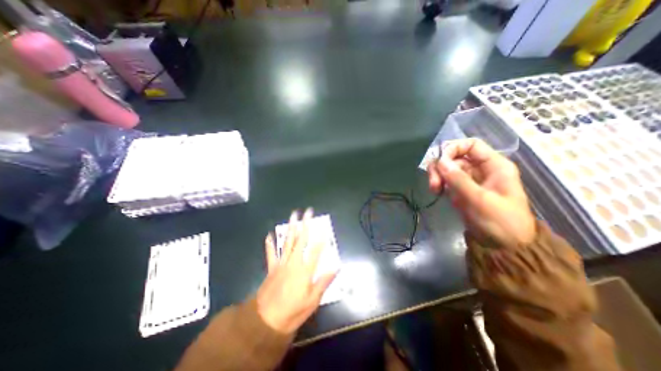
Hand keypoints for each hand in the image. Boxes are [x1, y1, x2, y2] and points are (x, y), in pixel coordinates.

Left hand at [255, 210, 337, 333]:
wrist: (265, 322)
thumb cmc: (293, 311)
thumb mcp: (312, 300)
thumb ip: (324, 281)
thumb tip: (336, 266)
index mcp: (305, 270)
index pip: (315, 250)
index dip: (321, 237)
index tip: (324, 227)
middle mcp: (293, 262)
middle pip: (301, 239)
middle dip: (305, 224)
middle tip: (308, 211)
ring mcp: (281, 263)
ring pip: (287, 241)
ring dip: (291, 227)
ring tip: (293, 215)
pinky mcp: (271, 268)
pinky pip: (271, 253)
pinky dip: (269, 244)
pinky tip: (269, 235)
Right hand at [429, 138, 535, 246]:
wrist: (504, 247)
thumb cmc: (500, 222)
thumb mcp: (480, 200)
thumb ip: (458, 180)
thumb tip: (439, 161)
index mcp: (493, 165)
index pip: (471, 145)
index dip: (453, 149)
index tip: (440, 163)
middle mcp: (480, 169)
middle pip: (454, 157)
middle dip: (441, 167)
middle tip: (434, 183)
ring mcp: (469, 180)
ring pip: (447, 168)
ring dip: (437, 175)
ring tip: (434, 190)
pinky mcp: (460, 190)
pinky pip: (445, 180)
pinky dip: (438, 183)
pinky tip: (436, 193)